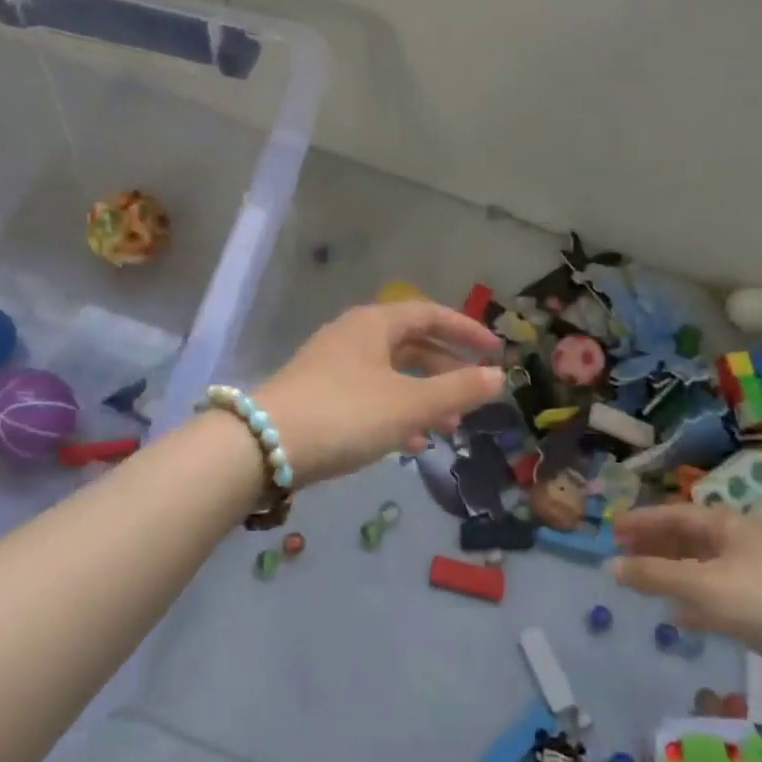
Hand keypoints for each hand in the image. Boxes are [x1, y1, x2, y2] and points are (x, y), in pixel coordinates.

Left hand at [254, 301, 503, 485]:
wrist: (262, 446)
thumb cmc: (346, 414)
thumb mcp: (410, 404)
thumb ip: (458, 391)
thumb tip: (499, 377)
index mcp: (375, 324)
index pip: (430, 314)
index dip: (466, 331)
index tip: (495, 351)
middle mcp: (353, 335)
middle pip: (410, 344)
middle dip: (446, 369)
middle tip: (474, 393)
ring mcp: (332, 365)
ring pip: (390, 373)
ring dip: (423, 396)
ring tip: (449, 428)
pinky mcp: (318, 395)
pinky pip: (369, 395)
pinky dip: (395, 412)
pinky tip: (410, 444)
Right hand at [611, 503, 761, 689]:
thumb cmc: (761, 602)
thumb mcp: (700, 584)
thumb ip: (653, 575)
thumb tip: (609, 567)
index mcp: (726, 526)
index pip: (674, 515)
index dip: (642, 521)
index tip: (611, 529)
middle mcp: (738, 544)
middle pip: (687, 538)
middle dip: (653, 545)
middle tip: (620, 554)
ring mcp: (751, 577)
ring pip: (699, 568)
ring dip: (669, 573)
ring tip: (640, 581)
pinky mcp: (760, 610)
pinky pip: (714, 597)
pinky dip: (692, 601)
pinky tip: (677, 617)